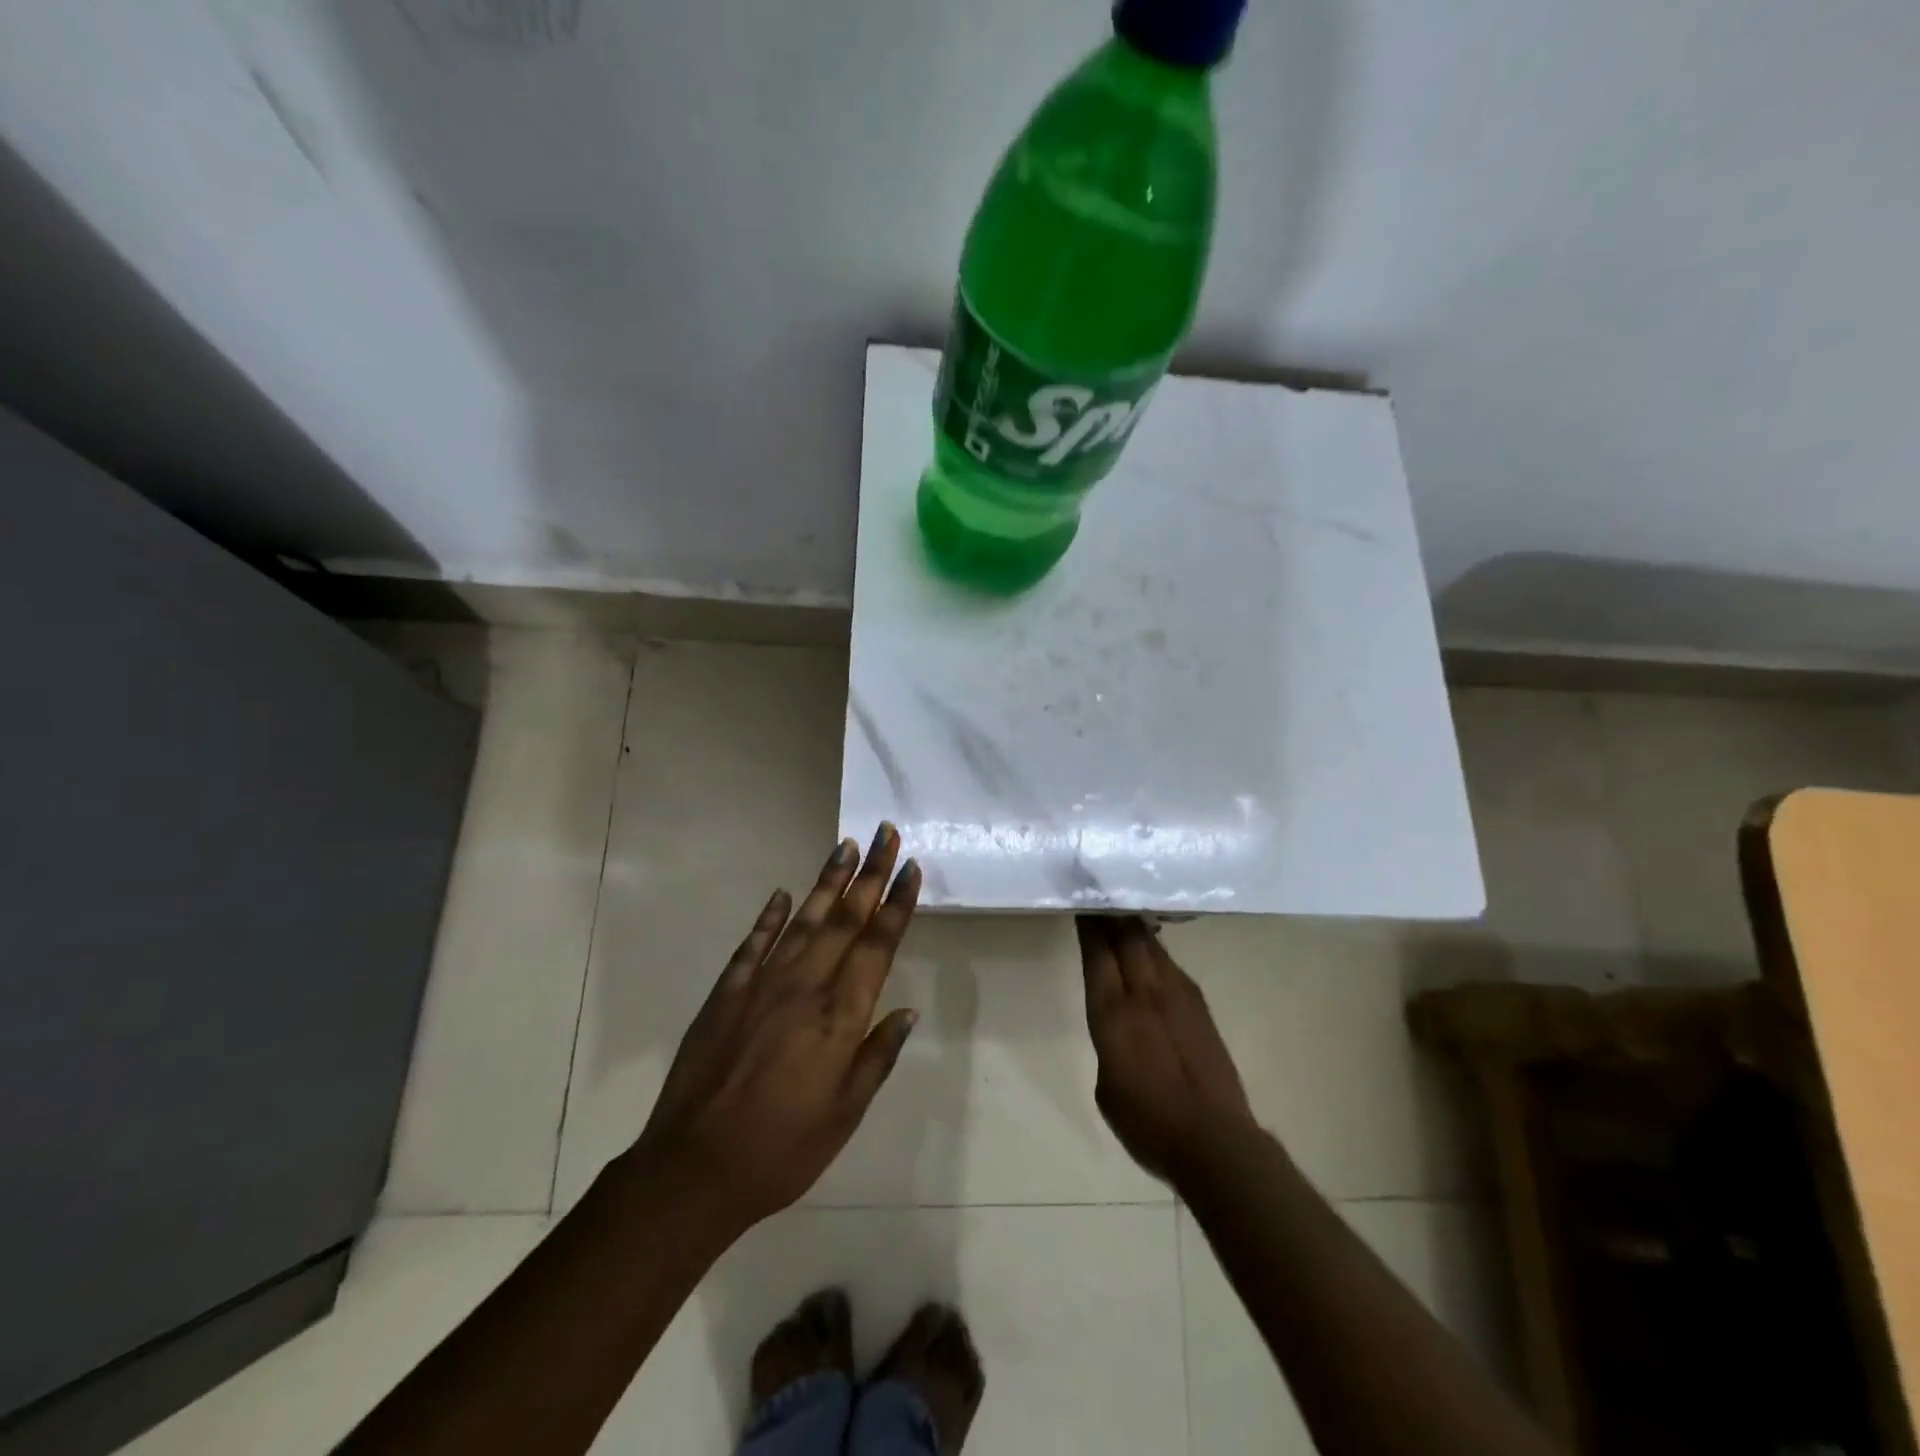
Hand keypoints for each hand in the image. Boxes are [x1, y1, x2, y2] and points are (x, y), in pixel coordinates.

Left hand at [623, 826, 920, 1234]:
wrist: (694, 1168)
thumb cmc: (783, 1149)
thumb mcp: (844, 1114)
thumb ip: (877, 1057)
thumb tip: (906, 1011)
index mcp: (839, 1017)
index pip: (877, 946)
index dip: (896, 904)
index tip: (910, 868)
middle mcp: (804, 987)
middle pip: (845, 919)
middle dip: (869, 873)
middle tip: (885, 832)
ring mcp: (762, 985)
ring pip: (803, 920)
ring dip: (827, 882)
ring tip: (844, 846)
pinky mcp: (727, 992)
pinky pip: (753, 944)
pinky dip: (770, 916)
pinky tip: (782, 894)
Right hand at [1077, 916, 1256, 1185]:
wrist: (1215, 1141)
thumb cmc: (1148, 1124)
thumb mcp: (1107, 1087)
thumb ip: (1108, 1044)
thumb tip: (1118, 1028)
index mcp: (1114, 1014)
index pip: (1098, 953)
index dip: (1089, 925)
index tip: (1082, 902)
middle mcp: (1145, 993)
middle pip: (1127, 937)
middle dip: (1111, 913)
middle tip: (1100, 893)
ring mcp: (1177, 996)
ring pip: (1151, 945)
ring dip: (1134, 926)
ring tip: (1122, 910)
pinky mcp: (1200, 1006)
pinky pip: (1170, 964)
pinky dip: (1154, 948)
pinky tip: (1150, 948)